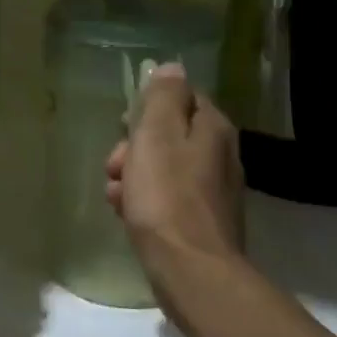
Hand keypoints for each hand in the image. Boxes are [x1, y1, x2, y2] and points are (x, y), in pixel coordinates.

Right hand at [106, 64, 245, 294]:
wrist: (190, 270)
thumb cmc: (166, 197)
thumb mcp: (156, 135)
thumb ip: (163, 97)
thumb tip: (172, 67)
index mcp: (213, 128)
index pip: (182, 97)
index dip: (148, 109)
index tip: (124, 126)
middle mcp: (221, 155)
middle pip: (169, 135)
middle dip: (134, 147)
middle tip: (115, 166)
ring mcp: (215, 191)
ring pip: (164, 168)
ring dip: (134, 176)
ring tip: (116, 196)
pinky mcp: (203, 221)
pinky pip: (168, 198)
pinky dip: (146, 201)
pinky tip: (128, 215)